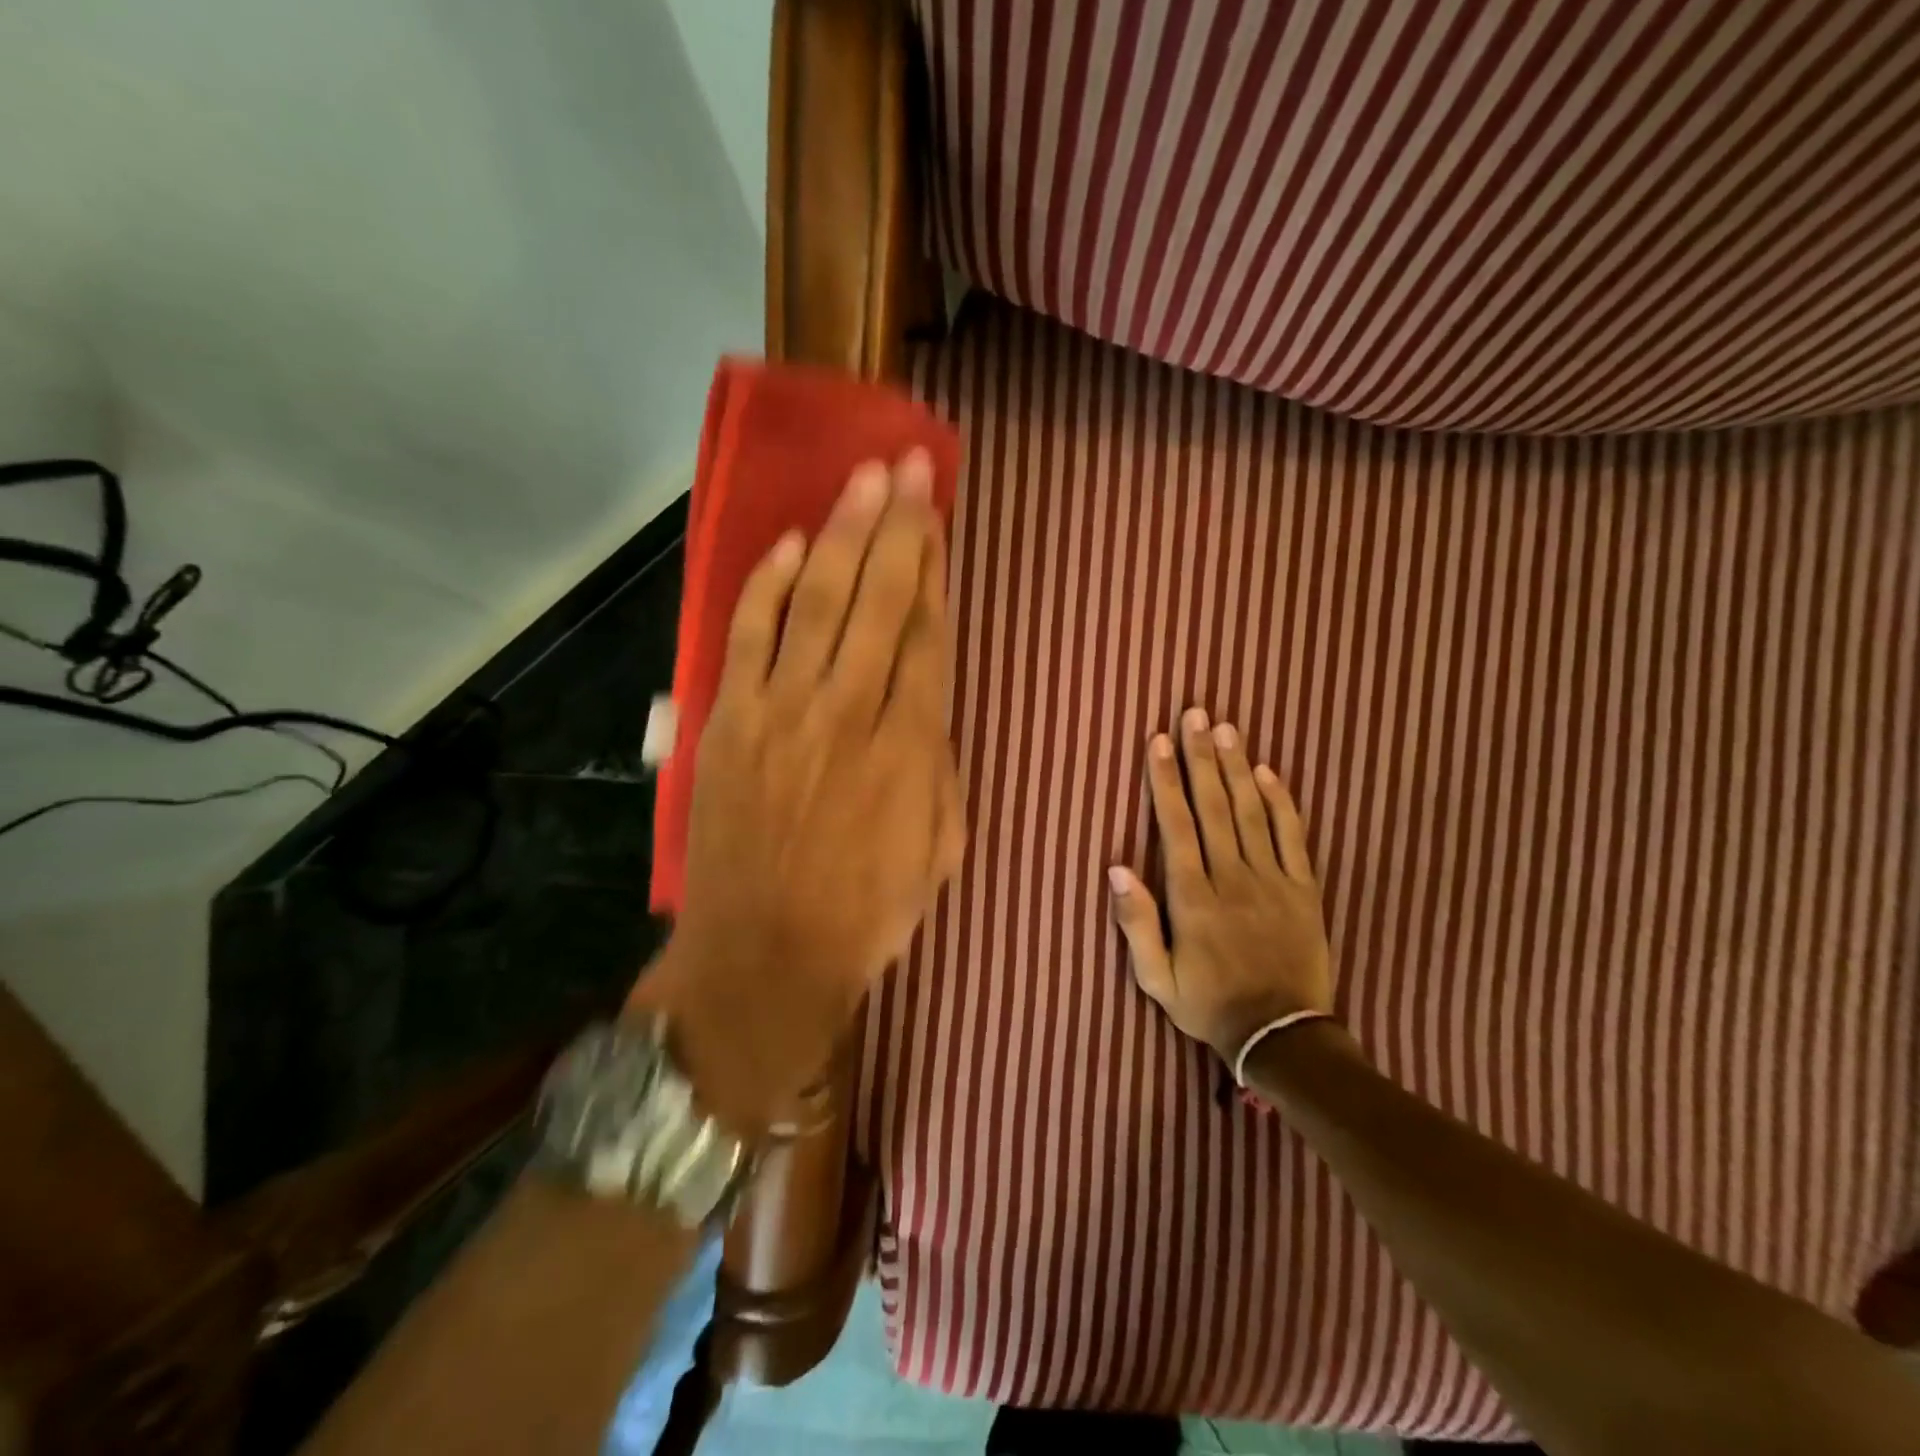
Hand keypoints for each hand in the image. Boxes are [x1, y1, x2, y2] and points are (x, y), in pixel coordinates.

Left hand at [633, 454, 965, 1130]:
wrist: (765, 955)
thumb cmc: (867, 911)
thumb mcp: (941, 847)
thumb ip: (939, 764)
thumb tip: (927, 702)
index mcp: (909, 748)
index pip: (926, 636)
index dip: (932, 572)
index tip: (936, 522)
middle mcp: (848, 714)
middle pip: (877, 601)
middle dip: (897, 528)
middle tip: (908, 467)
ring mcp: (781, 713)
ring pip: (816, 603)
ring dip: (840, 536)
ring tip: (861, 480)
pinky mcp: (729, 723)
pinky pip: (748, 637)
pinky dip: (766, 587)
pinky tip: (788, 545)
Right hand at [1108, 706, 1332, 1064]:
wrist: (1282, 1037)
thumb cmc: (1209, 1004)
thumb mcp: (1156, 978)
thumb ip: (1135, 923)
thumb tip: (1116, 868)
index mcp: (1193, 898)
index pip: (1176, 825)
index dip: (1165, 781)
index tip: (1159, 741)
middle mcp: (1232, 878)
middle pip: (1215, 806)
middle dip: (1201, 757)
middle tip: (1196, 714)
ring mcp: (1273, 881)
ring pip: (1252, 812)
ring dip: (1237, 767)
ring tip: (1226, 729)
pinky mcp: (1304, 890)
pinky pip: (1293, 837)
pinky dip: (1282, 802)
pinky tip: (1269, 772)